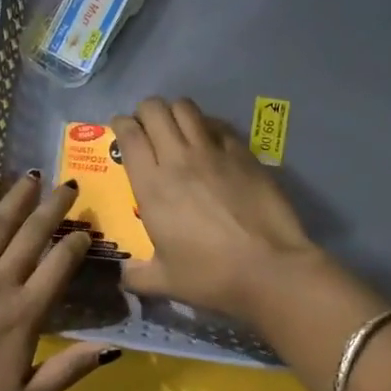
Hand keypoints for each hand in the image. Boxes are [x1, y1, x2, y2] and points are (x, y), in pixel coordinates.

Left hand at [0, 172, 116, 390]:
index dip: (77, 244)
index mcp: (24, 314)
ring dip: (15, 201)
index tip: (86, 230)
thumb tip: (113, 346)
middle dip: (53, 208)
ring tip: (31, 179)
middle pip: (31, 237)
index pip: (59, 266)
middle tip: (68, 185)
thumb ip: (69, 369)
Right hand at [112, 97, 323, 321]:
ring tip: (176, 128)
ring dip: (175, 112)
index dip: (120, 125)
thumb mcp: (164, 282)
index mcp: (152, 186)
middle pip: (155, 110)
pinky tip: (209, 142)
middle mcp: (178, 159)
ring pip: (186, 108)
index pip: (129, 136)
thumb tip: (124, 276)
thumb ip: (137, 276)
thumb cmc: (210, 276)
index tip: (121, 131)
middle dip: (145, 112)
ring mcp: (214, 152)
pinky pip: (218, 125)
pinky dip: (207, 126)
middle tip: (147, 128)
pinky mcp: (244, 153)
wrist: (270, 269)